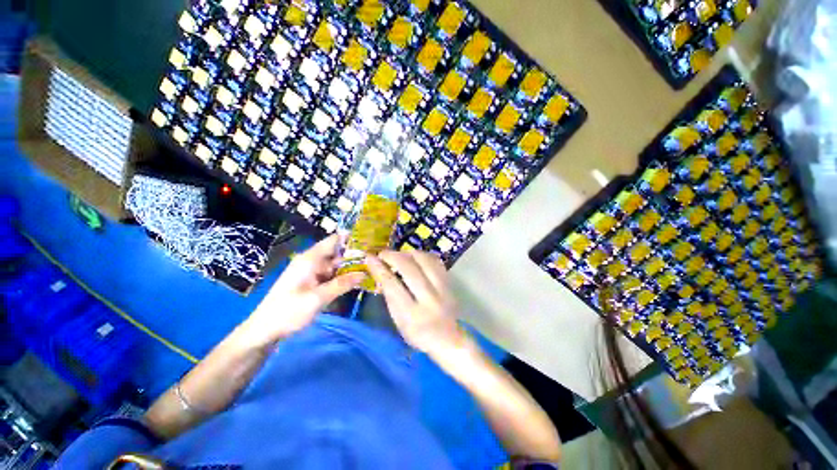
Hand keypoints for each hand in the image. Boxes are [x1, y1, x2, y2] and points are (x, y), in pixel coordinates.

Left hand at [243, 235, 363, 345]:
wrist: (264, 330)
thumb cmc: (288, 311)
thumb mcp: (318, 298)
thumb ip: (342, 284)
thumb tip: (364, 273)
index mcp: (311, 259)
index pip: (334, 240)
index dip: (351, 238)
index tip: (370, 241)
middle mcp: (312, 262)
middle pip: (337, 252)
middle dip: (355, 255)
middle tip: (376, 258)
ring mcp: (312, 272)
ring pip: (335, 265)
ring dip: (350, 267)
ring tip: (371, 268)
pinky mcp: (312, 282)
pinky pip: (331, 275)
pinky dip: (343, 277)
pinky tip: (356, 280)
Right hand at [366, 251, 467, 356]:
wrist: (449, 339)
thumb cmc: (419, 334)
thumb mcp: (399, 322)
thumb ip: (390, 298)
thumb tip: (380, 272)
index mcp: (412, 314)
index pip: (392, 284)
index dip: (379, 268)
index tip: (369, 257)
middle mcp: (429, 298)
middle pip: (408, 267)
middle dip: (392, 256)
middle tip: (383, 254)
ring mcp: (442, 288)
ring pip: (424, 259)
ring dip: (408, 253)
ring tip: (399, 255)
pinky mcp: (449, 282)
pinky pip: (435, 260)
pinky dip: (423, 255)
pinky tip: (415, 257)